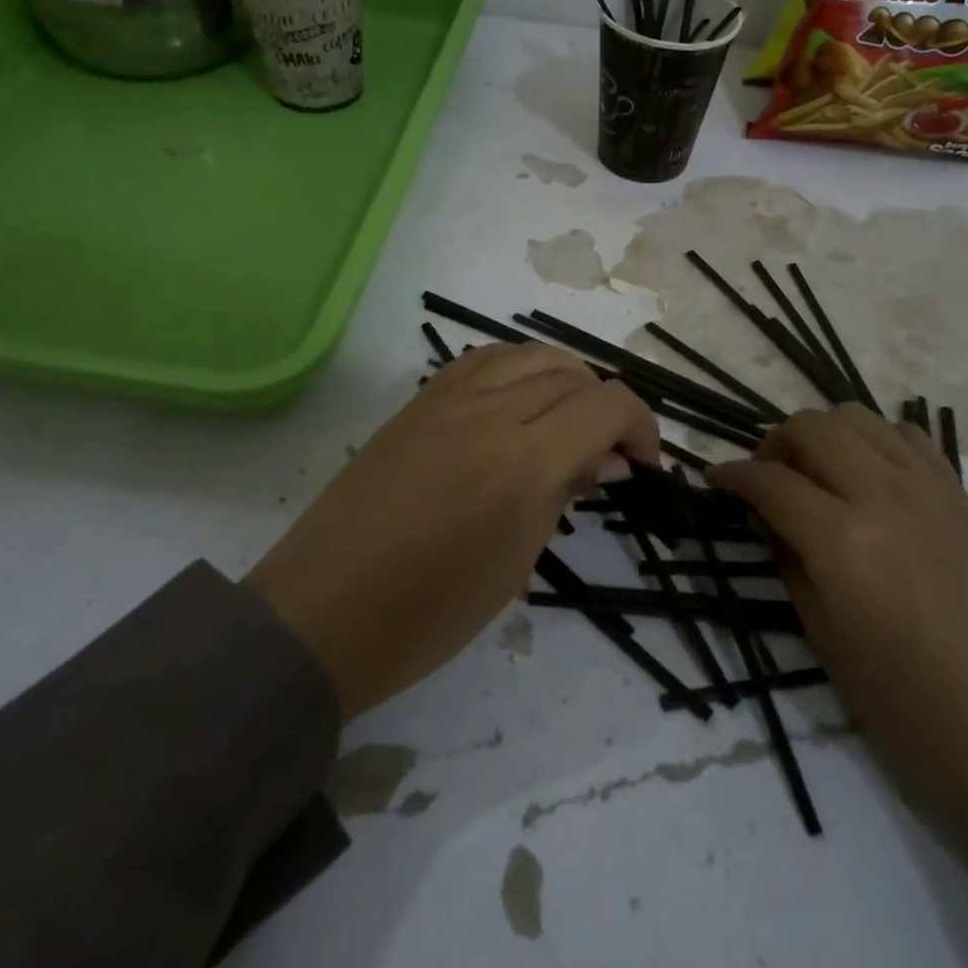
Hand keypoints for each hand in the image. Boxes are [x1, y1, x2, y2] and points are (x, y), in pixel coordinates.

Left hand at [248, 343, 657, 719]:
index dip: (641, 425)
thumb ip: (564, 494)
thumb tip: (605, 460)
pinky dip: (515, 369)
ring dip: (564, 377)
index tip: (644, 463)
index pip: (606, 405)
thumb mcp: (517, 563)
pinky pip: (479, 361)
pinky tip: (517, 400)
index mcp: (524, 461)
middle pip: (571, 373)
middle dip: (605, 405)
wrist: (323, 613)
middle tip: (607, 452)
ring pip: (526, 354)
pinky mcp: (415, 403)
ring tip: (568, 417)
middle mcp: (489, 412)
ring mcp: (445, 400)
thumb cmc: (429, 613)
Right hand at [708, 405, 967, 892]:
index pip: (769, 480)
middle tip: (765, 481)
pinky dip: (874, 441)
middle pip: (812, 426)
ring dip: (823, 434)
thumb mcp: (829, 646)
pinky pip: (908, 439)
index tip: (714, 481)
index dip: (731, 476)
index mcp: (843, 541)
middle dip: (774, 444)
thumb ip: (791, 566)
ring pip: (859, 417)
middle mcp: (884, 496)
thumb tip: (768, 520)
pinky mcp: (964, 499)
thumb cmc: (917, 717)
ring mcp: (931, 491)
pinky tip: (869, 478)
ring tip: (816, 474)